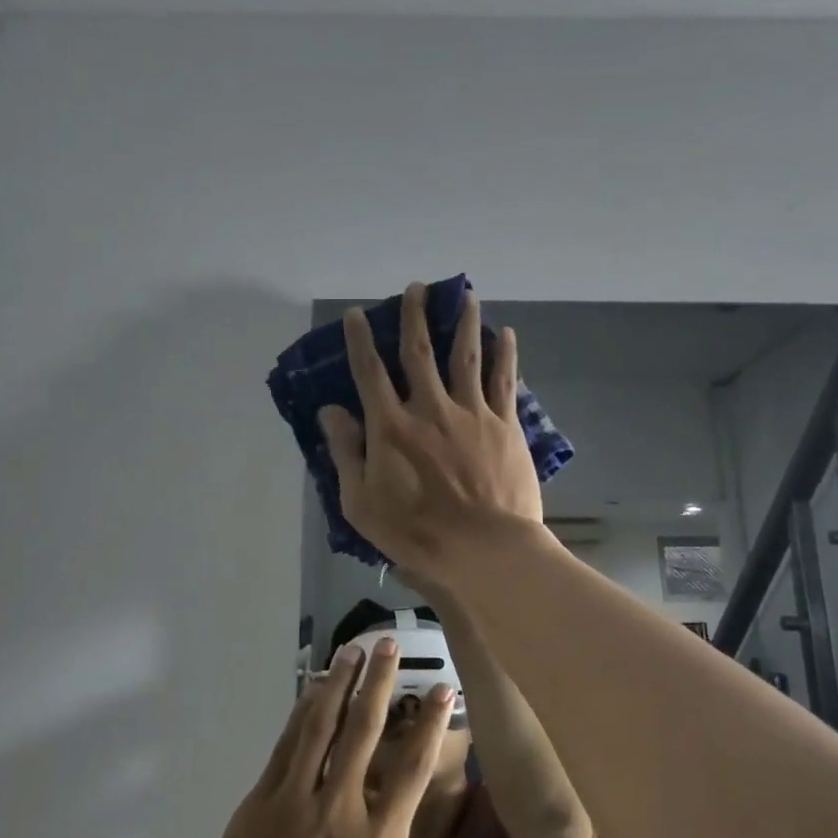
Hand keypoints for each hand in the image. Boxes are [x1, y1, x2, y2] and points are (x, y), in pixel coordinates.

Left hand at [179, 637, 495, 837]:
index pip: (411, 770)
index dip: (430, 725)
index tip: (442, 689)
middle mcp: (338, 808)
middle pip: (363, 731)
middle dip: (379, 683)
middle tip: (388, 643)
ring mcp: (293, 801)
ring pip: (321, 727)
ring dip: (338, 685)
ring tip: (351, 651)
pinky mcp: (257, 804)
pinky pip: (285, 747)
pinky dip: (300, 714)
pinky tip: (309, 693)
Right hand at [318, 283, 542, 579]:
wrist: (485, 548)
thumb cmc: (417, 532)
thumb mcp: (362, 503)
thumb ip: (346, 453)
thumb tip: (330, 410)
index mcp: (391, 426)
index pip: (369, 372)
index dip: (360, 340)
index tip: (357, 314)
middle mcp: (429, 407)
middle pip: (419, 351)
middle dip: (415, 316)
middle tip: (416, 289)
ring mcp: (470, 412)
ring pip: (466, 355)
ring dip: (464, 322)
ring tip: (466, 295)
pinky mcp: (503, 424)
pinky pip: (503, 381)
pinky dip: (505, 354)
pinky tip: (507, 334)